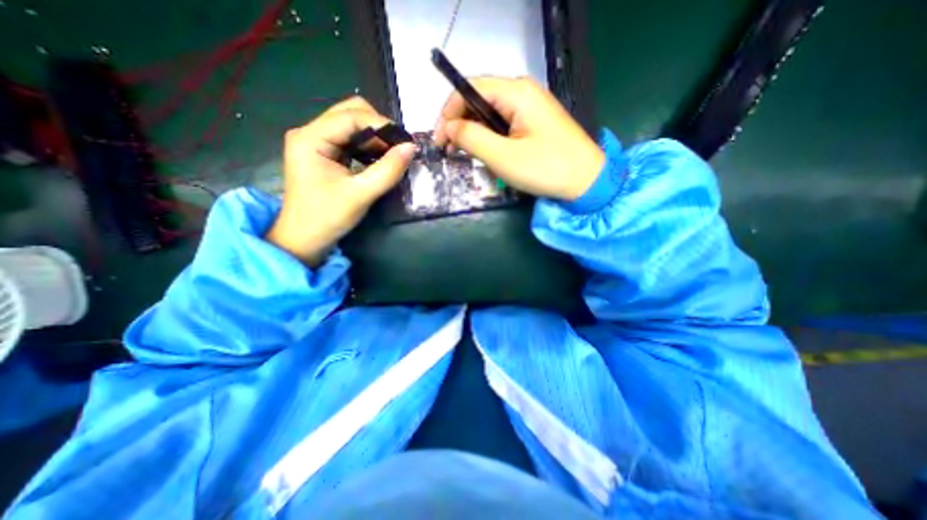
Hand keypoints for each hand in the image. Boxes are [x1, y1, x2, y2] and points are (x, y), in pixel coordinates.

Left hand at [267, 98, 413, 265]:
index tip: (406, 142)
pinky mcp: (322, 153)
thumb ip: (388, 170)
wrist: (303, 239)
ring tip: (393, 155)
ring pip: (351, 126)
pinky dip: (368, 147)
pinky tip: (379, 160)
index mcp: (311, 138)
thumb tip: (412, 147)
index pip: (351, 116)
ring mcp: (315, 142)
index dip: (382, 124)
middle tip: (399, 148)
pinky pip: (349, 140)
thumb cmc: (328, 217)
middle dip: (378, 128)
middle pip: (350, 113)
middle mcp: (309, 132)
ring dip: (375, 137)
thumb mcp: (362, 194)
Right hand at [437, 77, 608, 203]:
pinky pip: (503, 124)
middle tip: (450, 151)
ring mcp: (530, 107)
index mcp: (516, 92)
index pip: (469, 89)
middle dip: (460, 124)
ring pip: (490, 114)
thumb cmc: (546, 168)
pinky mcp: (534, 123)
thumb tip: (449, 127)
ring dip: (474, 133)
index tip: (439, 140)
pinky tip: (487, 154)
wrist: (587, 181)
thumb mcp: (503, 156)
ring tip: (466, 155)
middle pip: (479, 100)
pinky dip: (490, 138)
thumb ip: (471, 138)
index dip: (448, 112)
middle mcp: (522, 92)